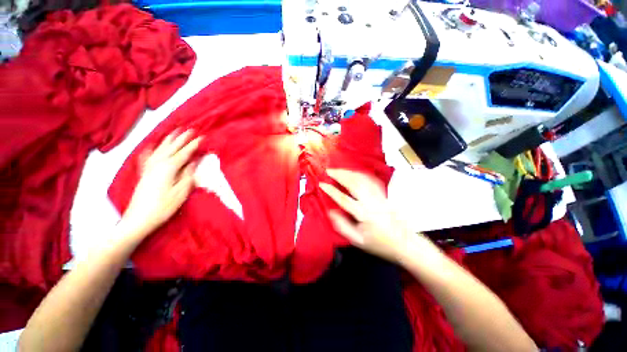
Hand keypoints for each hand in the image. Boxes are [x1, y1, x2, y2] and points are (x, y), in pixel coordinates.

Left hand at [122, 130, 201, 237]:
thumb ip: (188, 175)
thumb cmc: (163, 207)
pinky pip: (148, 156)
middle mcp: (158, 164)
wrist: (138, 219)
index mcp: (169, 168)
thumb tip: (194, 162)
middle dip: (182, 138)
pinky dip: (152, 149)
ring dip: (169, 139)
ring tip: (175, 131)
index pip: (184, 153)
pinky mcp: (145, 173)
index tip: (202, 137)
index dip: (193, 145)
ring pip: (160, 149)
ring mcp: (149, 168)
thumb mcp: (181, 192)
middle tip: (191, 129)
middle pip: (171, 147)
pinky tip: (153, 145)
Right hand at [319, 169, 417, 262]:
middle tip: (329, 170)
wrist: (404, 243)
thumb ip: (343, 226)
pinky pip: (371, 180)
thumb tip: (331, 211)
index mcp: (363, 214)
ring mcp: (378, 196)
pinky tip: (355, 172)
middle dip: (339, 175)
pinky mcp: (383, 194)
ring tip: (338, 170)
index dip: (331, 190)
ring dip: (349, 172)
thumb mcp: (358, 240)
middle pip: (353, 183)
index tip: (322, 184)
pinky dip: (361, 174)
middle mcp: (371, 201)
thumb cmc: (379, 243)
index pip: (343, 199)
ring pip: (362, 179)